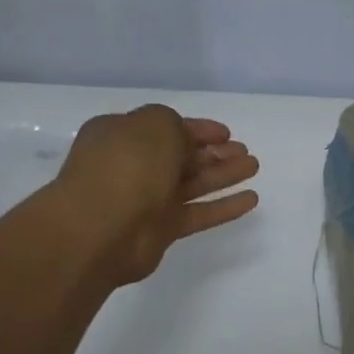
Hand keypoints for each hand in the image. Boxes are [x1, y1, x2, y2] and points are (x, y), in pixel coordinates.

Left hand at [52, 105, 259, 285]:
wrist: (100, 228)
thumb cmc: (127, 165)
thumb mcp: (155, 124)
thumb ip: (175, 124)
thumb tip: (184, 138)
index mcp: (121, 136)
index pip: (166, 127)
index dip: (198, 129)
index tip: (226, 133)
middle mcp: (132, 166)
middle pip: (181, 156)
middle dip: (214, 153)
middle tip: (244, 152)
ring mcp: (146, 200)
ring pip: (193, 183)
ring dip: (224, 174)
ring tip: (253, 167)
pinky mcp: (161, 230)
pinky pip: (198, 213)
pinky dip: (224, 207)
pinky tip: (251, 200)